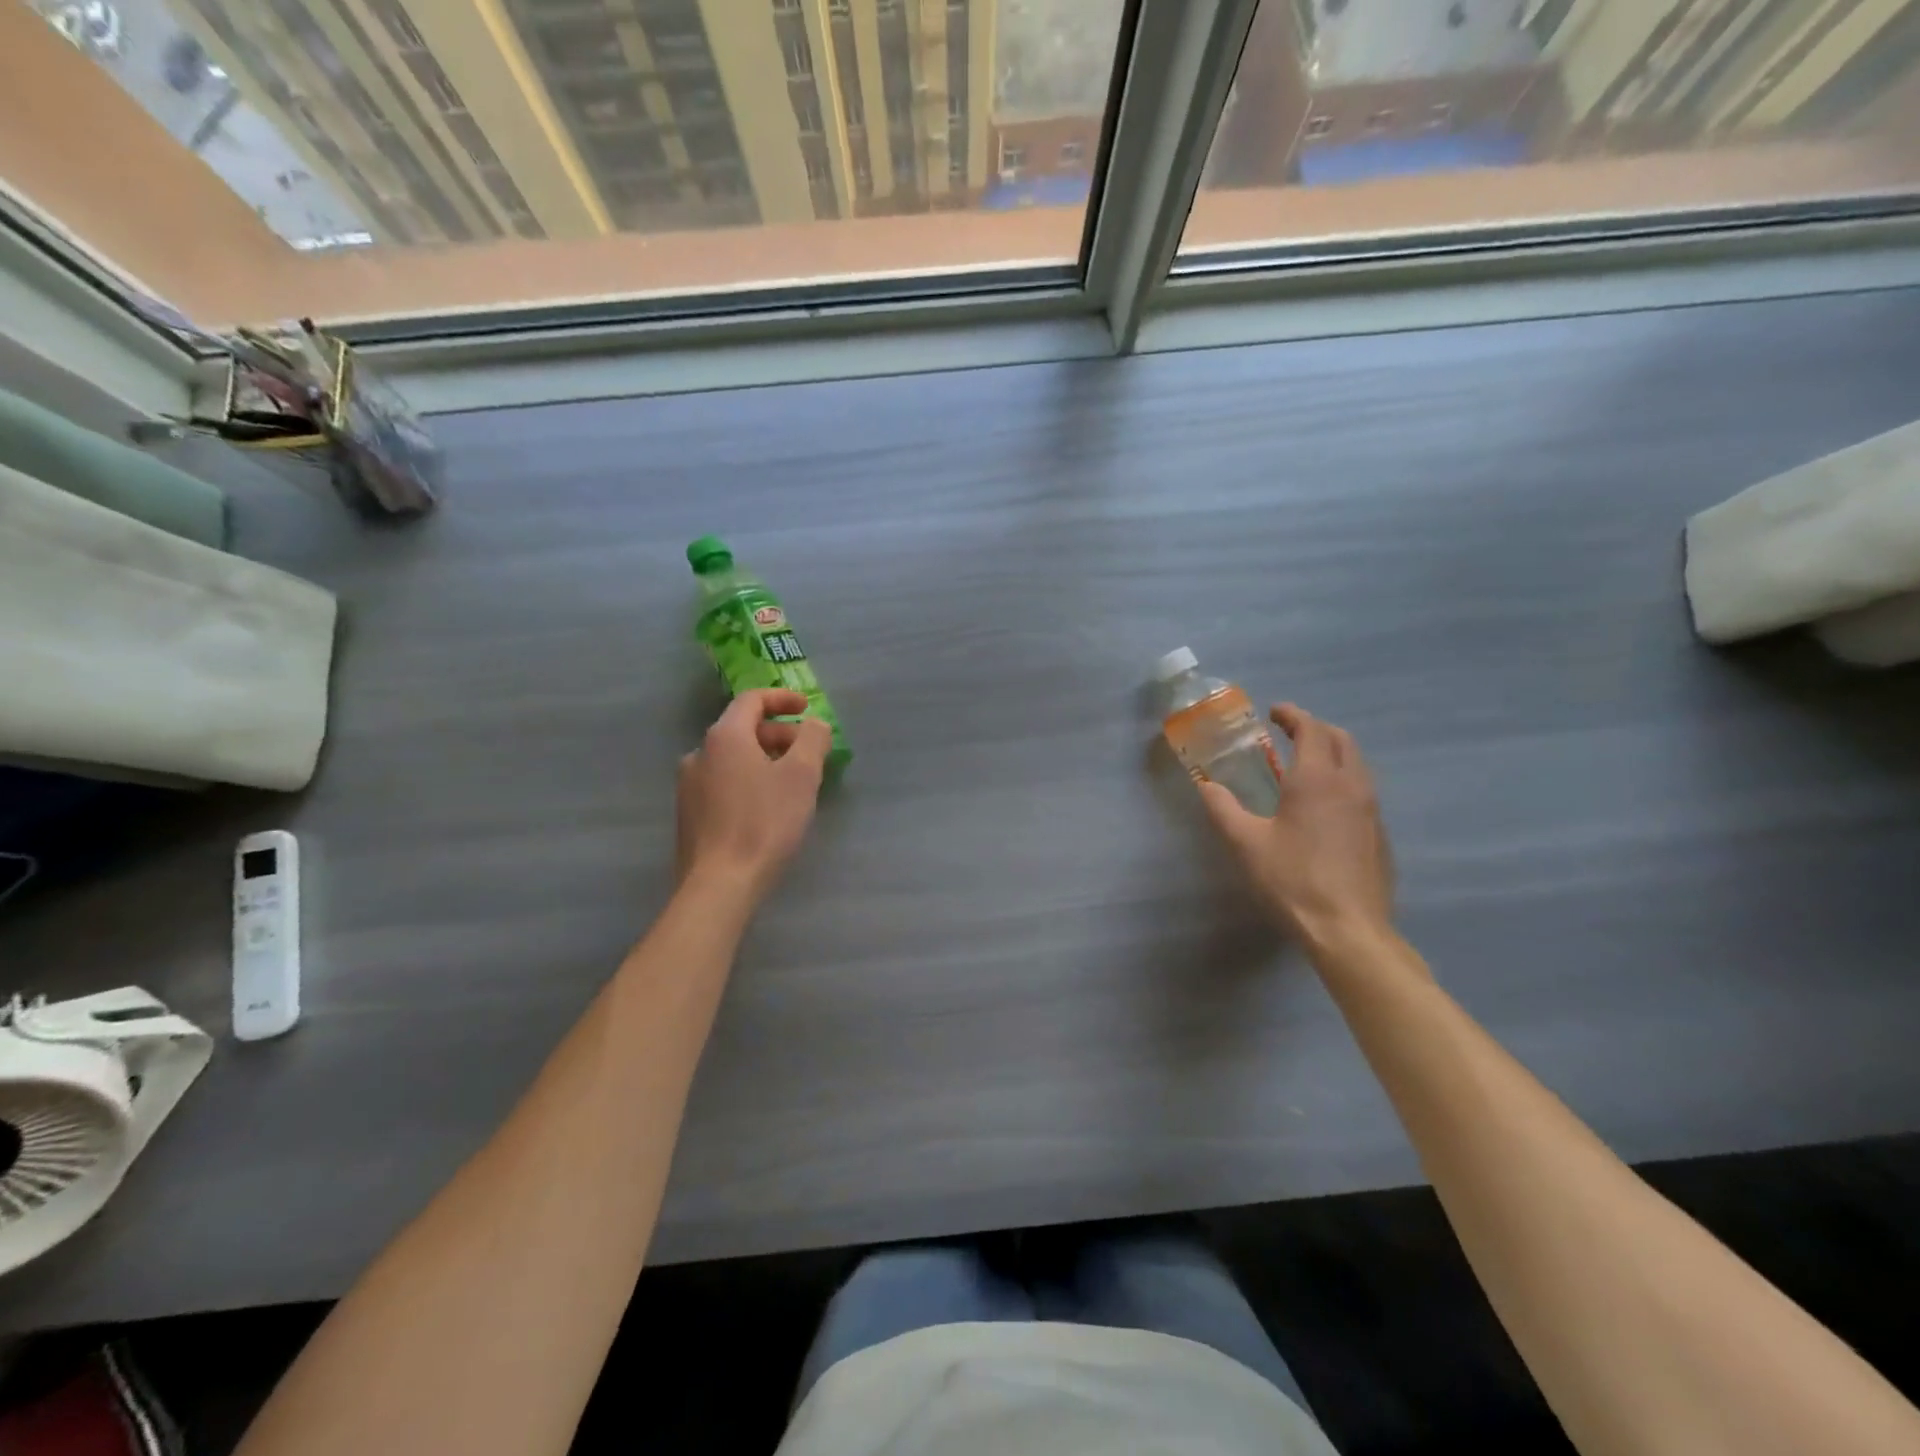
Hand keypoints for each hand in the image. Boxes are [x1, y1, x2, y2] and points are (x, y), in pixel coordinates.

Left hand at [677, 689, 831, 904]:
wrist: (720, 884)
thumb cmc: (764, 823)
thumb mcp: (802, 776)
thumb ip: (813, 740)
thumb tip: (814, 725)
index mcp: (724, 737)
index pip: (752, 700)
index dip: (782, 699)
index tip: (807, 708)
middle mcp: (699, 754)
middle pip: (742, 729)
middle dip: (779, 735)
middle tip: (809, 753)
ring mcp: (689, 786)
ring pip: (733, 759)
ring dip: (765, 759)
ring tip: (792, 782)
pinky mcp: (689, 815)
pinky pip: (723, 783)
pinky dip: (748, 781)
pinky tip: (767, 808)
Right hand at [1199, 703, 1393, 949]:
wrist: (1348, 930)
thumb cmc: (1292, 880)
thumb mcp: (1245, 843)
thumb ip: (1222, 808)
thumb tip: (1205, 785)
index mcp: (1317, 779)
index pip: (1311, 729)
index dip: (1292, 715)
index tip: (1274, 712)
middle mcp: (1351, 785)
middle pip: (1341, 740)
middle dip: (1315, 729)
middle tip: (1289, 733)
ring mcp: (1371, 811)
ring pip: (1357, 765)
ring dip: (1332, 753)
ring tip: (1305, 765)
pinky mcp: (1379, 835)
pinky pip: (1362, 791)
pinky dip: (1343, 780)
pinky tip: (1323, 806)